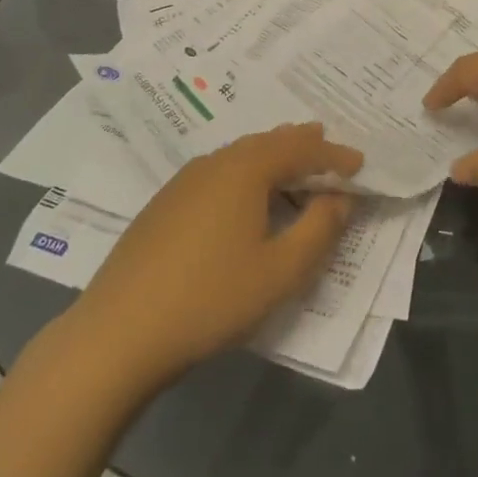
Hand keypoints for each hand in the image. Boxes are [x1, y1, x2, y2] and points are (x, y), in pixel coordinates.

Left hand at [64, 124, 360, 390]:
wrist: (118, 333)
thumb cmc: (210, 299)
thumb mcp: (280, 271)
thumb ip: (319, 230)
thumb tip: (339, 199)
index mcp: (246, 169)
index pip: (300, 149)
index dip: (333, 155)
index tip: (359, 163)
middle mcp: (215, 163)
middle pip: (267, 142)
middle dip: (301, 144)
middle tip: (326, 143)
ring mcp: (183, 182)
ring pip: (239, 156)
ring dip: (272, 157)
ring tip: (292, 162)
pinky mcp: (164, 204)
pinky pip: (218, 172)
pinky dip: (245, 174)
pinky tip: (245, 196)